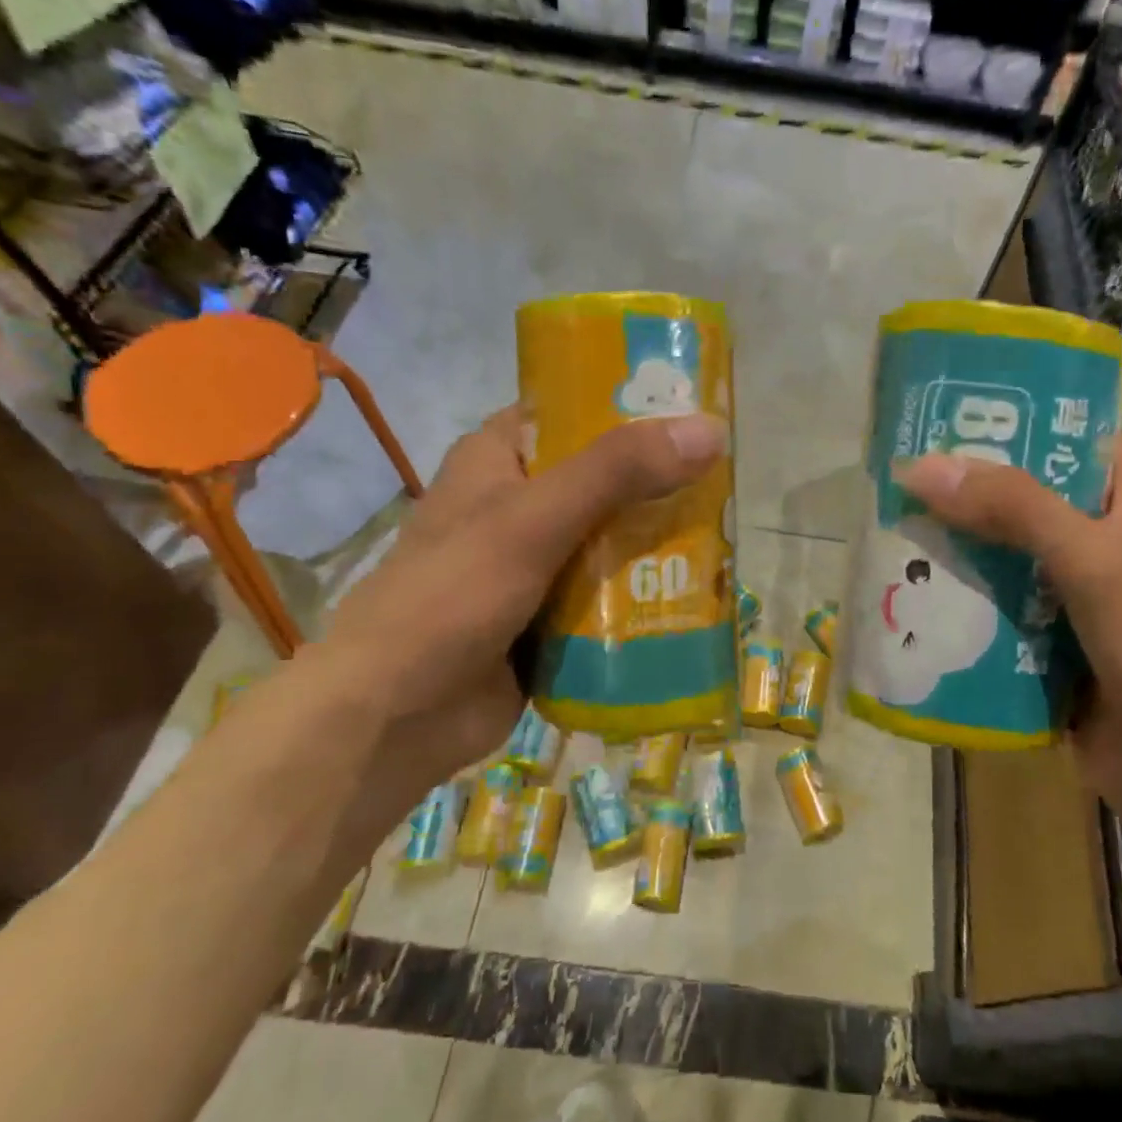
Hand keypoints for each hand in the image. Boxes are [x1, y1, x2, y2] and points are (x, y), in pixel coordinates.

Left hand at [311, 405, 728, 828]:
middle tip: (729, 481)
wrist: (393, 717)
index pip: (574, 410)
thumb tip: (710, 431)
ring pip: (611, 538)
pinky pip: (608, 593)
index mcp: (499, 459)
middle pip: (605, 478)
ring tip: (729, 535)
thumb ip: (617, 472)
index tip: (698, 410)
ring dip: (659, 542)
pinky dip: (644, 593)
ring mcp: (535, 563)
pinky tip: (697, 594)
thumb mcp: (534, 520)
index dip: (632, 404)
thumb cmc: (451, 596)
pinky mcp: (550, 615)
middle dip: (660, 483)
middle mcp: (519, 504)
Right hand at [894, 435, 1121, 832]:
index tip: (939, 411)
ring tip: (882, 533)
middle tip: (889, 478)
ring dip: (951, 553)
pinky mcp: (1049, 649)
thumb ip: (1012, 507)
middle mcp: (1101, 541)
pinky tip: (903, 600)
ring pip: (1000, 560)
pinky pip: (994, 616)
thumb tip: (918, 465)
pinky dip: (957, 609)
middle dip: (960, 493)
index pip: (1066, 436)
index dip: (1010, 418)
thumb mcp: (1095, 560)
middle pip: (1020, 500)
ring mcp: (1074, 599)